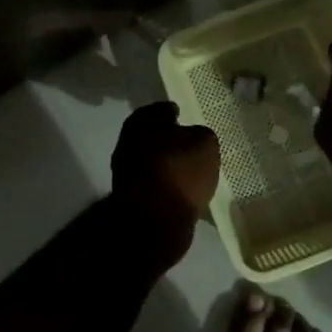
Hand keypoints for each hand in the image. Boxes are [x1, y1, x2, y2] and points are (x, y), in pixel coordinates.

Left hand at [110, 102, 219, 265]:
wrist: (154, 221)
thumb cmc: (179, 171)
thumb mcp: (204, 143)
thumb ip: (201, 135)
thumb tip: (194, 138)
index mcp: (140, 124)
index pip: (158, 111)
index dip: (171, 112)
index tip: (182, 115)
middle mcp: (127, 146)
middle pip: (151, 137)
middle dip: (168, 140)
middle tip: (189, 144)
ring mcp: (126, 175)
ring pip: (152, 162)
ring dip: (168, 164)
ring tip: (190, 169)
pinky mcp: (133, 201)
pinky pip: (155, 185)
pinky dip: (167, 185)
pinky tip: (183, 190)